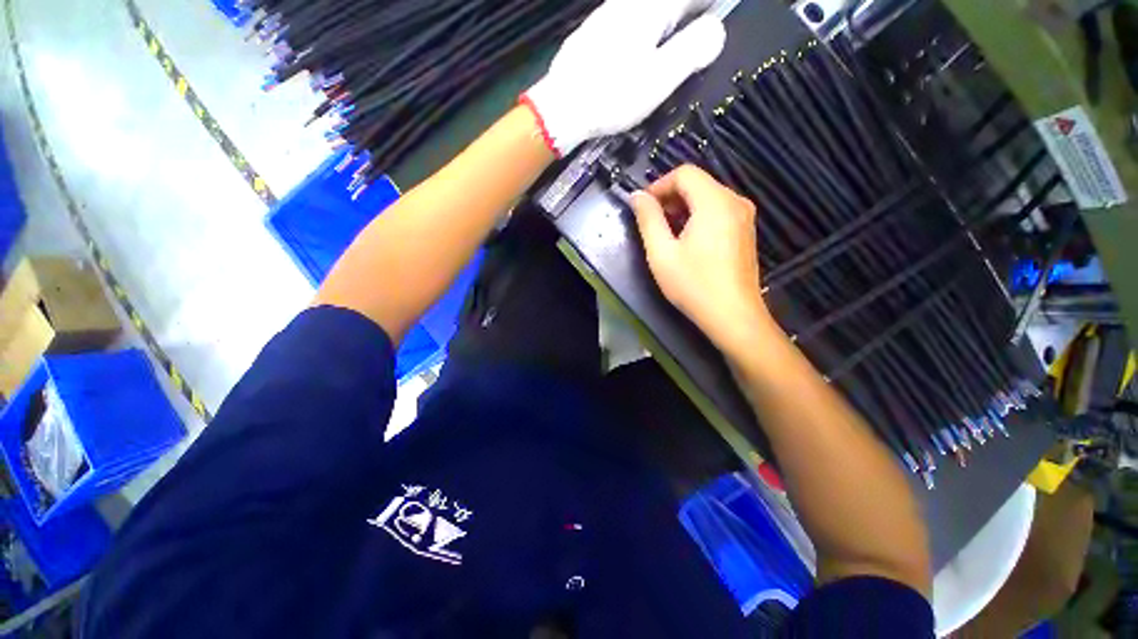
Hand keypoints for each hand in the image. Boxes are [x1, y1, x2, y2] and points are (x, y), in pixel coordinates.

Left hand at [524, 0, 726, 155]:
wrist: (561, 108)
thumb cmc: (612, 96)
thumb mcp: (659, 78)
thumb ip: (691, 51)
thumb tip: (716, 30)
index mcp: (650, 10)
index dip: (707, 9)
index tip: (715, 18)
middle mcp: (627, 4)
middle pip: (665, 4)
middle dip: (684, 15)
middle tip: (698, 29)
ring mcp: (605, 17)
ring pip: (643, 11)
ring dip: (662, 23)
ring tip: (672, 39)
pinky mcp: (590, 36)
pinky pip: (624, 23)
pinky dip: (639, 32)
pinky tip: (636, 52)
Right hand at [631, 165, 776, 350]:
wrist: (733, 316)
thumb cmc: (693, 284)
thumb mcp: (661, 253)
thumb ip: (647, 219)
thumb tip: (637, 196)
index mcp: (715, 201)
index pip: (684, 173)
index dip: (659, 185)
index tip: (642, 208)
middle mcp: (735, 201)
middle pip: (698, 183)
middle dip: (670, 197)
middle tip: (651, 222)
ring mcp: (745, 216)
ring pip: (708, 197)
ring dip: (683, 208)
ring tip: (666, 233)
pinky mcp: (746, 231)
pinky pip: (719, 211)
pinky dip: (698, 217)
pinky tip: (687, 241)